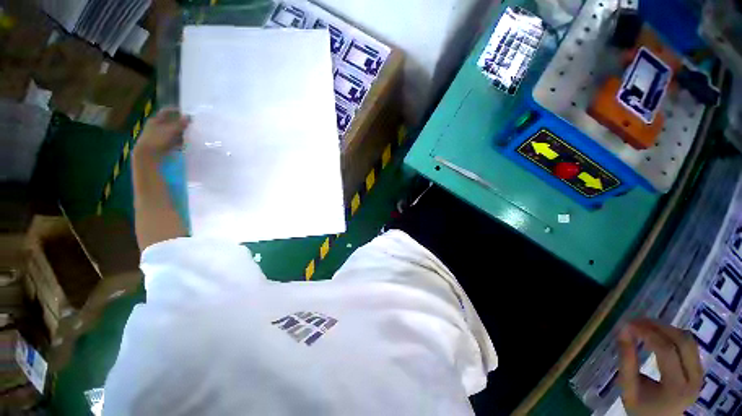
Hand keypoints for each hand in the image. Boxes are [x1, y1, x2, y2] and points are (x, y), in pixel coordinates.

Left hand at [133, 107, 190, 160]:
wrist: (148, 156)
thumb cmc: (157, 140)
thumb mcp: (170, 130)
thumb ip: (180, 123)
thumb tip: (189, 116)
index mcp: (155, 120)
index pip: (166, 112)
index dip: (175, 111)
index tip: (186, 112)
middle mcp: (156, 127)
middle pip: (170, 123)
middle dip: (181, 124)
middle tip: (192, 125)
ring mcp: (158, 137)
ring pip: (172, 132)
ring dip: (181, 133)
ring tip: (191, 135)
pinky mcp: (162, 145)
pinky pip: (173, 141)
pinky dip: (179, 141)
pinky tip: (186, 144)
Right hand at [618, 319, 702, 415]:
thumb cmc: (641, 409)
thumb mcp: (629, 389)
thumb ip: (626, 361)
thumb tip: (622, 330)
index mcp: (676, 387)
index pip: (666, 351)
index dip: (648, 333)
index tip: (628, 324)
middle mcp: (694, 378)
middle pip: (682, 341)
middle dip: (659, 327)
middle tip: (637, 321)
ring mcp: (699, 374)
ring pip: (688, 340)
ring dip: (667, 329)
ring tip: (646, 327)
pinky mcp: (699, 370)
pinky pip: (690, 345)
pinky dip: (673, 335)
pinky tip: (659, 336)